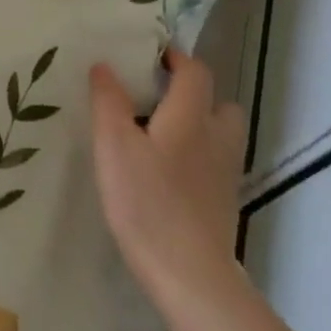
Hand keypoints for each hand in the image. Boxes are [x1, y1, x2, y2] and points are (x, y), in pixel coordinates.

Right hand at [90, 51, 247, 312]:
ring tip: (163, 135)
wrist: (188, 273)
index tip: (150, 57)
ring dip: (200, 124)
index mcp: (191, 117)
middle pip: (219, 102)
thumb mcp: (113, 146)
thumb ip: (108, 102)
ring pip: (222, 134)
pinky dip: (199, 156)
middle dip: (194, 93)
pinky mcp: (224, 202)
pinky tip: (170, 173)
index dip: (175, 59)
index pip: (195, 72)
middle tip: (157, 99)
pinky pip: (216, 163)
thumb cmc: (145, 202)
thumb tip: (105, 66)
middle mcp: (217, 138)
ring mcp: (225, 173)